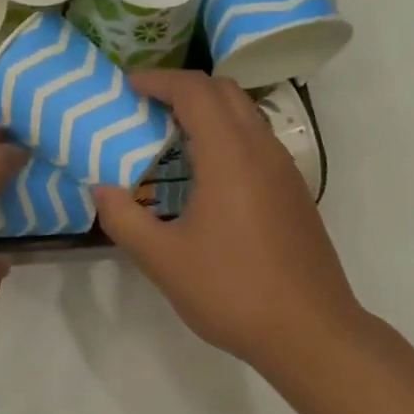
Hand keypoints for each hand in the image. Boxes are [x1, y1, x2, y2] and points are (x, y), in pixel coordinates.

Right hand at [96, 71, 360, 373]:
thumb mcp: (163, 260)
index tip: (129, 87)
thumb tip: (101, 189)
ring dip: (208, 109)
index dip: (159, 80)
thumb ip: (124, 219)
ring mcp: (284, 169)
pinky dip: (226, 133)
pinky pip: (256, 139)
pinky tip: (205, 172)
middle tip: (147, 104)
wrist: (311, 333)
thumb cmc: (232, 291)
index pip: (195, 92)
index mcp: (230, 156)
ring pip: (245, 113)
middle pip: (223, 91)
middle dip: (183, 87)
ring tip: (171, 134)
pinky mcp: (294, 190)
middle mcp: (262, 149)